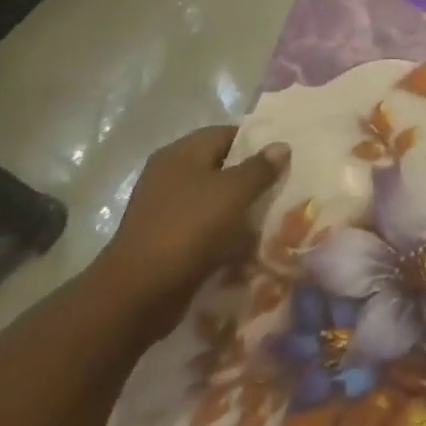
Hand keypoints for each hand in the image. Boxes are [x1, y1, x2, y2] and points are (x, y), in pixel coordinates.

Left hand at [90, 126, 288, 343]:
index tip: (285, 157)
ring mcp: (166, 208)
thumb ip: (259, 168)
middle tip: (285, 187)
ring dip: (241, 209)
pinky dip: (226, 234)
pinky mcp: (167, 239)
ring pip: (214, 200)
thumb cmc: (188, 228)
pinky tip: (249, 245)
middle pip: (221, 167)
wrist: (139, 291)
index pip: (226, 134)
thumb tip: (281, 145)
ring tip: (274, 217)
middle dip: (252, 178)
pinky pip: (205, 227)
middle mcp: (170, 175)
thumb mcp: (232, 192)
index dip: (256, 142)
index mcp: (181, 154)